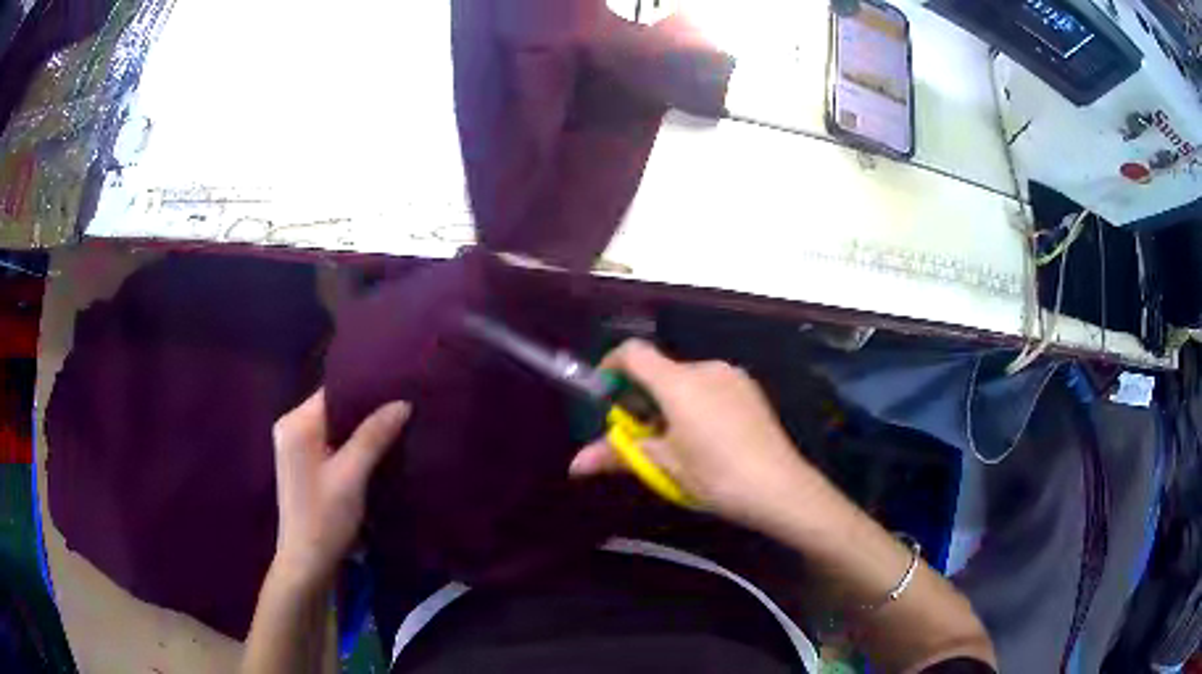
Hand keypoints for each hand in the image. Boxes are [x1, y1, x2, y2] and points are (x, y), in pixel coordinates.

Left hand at [271, 390, 410, 583]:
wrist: (307, 563)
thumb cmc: (325, 518)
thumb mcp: (352, 476)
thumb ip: (374, 436)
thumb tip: (403, 403)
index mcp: (296, 424)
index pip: (333, 391)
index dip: (365, 389)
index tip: (399, 387)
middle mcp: (291, 428)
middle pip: (333, 407)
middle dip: (366, 409)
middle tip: (404, 406)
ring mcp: (295, 447)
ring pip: (334, 426)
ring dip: (361, 428)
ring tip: (397, 423)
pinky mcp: (303, 464)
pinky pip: (331, 442)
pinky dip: (352, 443)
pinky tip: (377, 448)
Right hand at [570, 340, 820, 528]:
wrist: (780, 487)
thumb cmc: (715, 475)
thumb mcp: (664, 466)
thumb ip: (617, 455)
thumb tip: (574, 465)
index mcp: (678, 382)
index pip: (633, 352)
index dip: (611, 366)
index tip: (605, 395)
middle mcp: (706, 368)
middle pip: (661, 370)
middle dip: (643, 397)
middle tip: (643, 437)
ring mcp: (733, 376)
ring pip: (687, 381)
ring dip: (672, 403)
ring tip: (678, 444)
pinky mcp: (751, 390)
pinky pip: (712, 387)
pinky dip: (698, 404)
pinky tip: (708, 439)